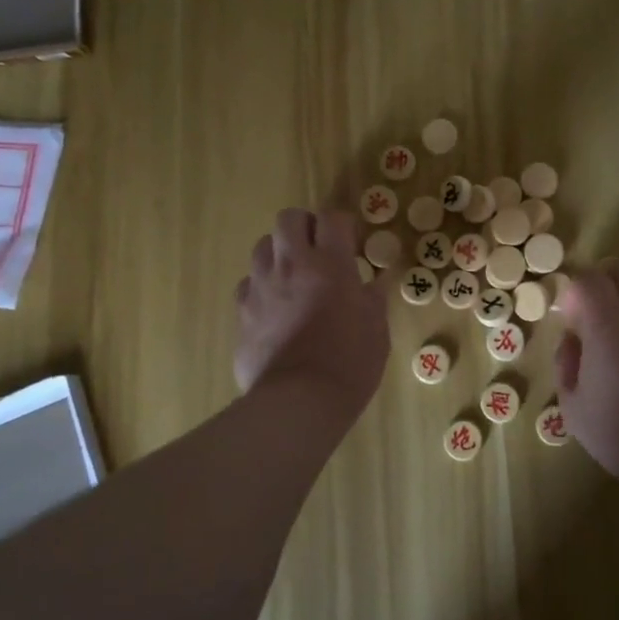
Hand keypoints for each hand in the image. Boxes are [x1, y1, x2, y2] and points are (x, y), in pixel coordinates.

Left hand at [235, 209, 389, 418]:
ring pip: (262, 246)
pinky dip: (262, 287)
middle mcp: (292, 265)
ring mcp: (261, 286)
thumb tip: (372, 284)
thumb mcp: (376, 330)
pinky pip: (248, 283)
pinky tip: (275, 307)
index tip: (351, 243)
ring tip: (294, 276)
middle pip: (288, 219)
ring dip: (280, 253)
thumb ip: (372, 299)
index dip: (343, 225)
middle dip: (305, 226)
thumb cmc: (349, 363)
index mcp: (331, 264)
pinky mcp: (242, 311)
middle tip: (319, 250)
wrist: (298, 401)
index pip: (332, 218)